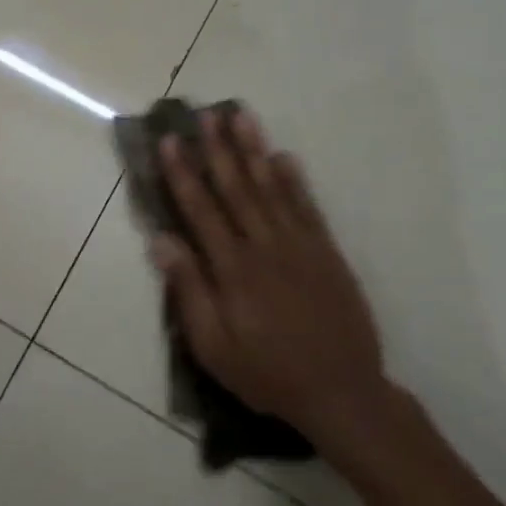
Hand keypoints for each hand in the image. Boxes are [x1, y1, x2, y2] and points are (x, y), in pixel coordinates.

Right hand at [153, 109, 387, 450]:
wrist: (342, 392)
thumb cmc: (267, 373)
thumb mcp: (214, 346)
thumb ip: (189, 290)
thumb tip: (162, 240)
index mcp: (233, 269)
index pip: (201, 209)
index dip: (183, 173)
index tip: (170, 140)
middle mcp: (265, 246)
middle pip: (236, 188)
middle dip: (217, 148)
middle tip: (205, 113)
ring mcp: (300, 245)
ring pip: (272, 187)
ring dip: (254, 150)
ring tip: (241, 116)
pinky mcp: (327, 252)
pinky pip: (308, 207)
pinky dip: (294, 180)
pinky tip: (283, 156)